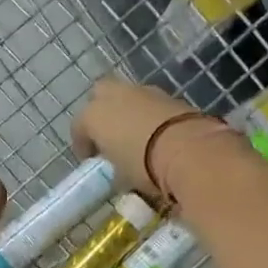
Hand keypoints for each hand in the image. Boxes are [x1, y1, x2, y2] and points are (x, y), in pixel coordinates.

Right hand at [72, 77, 227, 197]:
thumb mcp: (121, 175)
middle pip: (100, 95)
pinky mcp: (169, 95)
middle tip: (108, 134)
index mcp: (93, 116)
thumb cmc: (144, 165)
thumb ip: (115, 166)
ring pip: (127, 95)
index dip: (82, 144)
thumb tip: (120, 167)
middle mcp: (114, 96)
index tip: (90, 158)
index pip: (79, 127)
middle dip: (101, 111)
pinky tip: (156, 132)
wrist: (189, 149)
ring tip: (135, 133)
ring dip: (127, 110)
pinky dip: (149, 114)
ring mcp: (143, 92)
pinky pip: (150, 103)